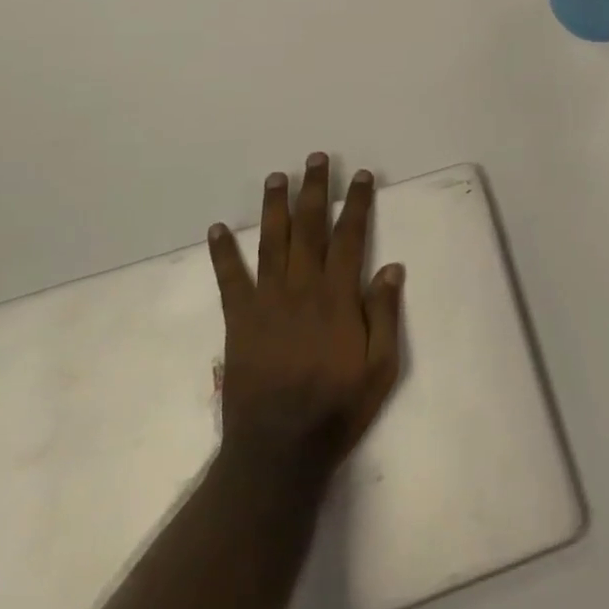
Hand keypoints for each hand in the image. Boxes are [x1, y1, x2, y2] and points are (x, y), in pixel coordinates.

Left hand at [207, 153, 405, 482]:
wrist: (279, 450)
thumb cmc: (337, 409)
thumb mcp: (380, 368)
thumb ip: (385, 315)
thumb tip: (391, 266)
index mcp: (338, 297)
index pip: (349, 236)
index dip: (356, 203)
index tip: (360, 175)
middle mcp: (303, 287)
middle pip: (310, 227)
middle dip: (314, 189)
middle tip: (315, 158)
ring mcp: (268, 301)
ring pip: (272, 241)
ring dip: (275, 206)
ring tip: (276, 176)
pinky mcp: (240, 320)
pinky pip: (230, 279)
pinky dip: (223, 252)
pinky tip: (217, 228)